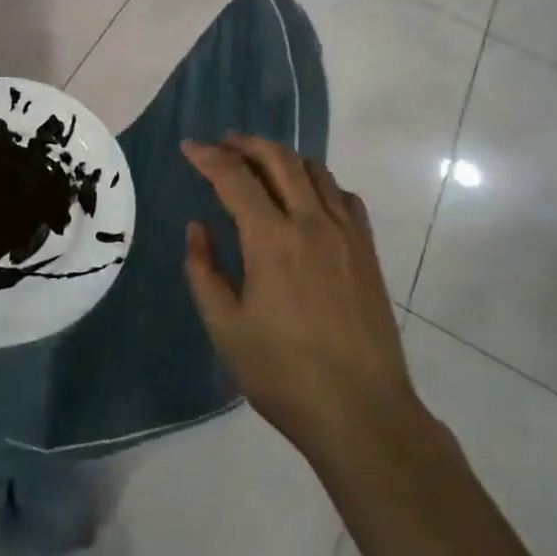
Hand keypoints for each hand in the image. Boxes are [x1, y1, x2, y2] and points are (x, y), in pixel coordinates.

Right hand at [182, 136, 421, 472]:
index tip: (189, 147)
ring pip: (315, 170)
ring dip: (283, 157)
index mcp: (271, 240)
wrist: (362, 412)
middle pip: (279, 158)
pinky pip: (344, 197)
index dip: (208, 156)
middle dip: (246, 143)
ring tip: (261, 164)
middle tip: (223, 144)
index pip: (235, 177)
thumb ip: (204, 271)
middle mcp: (311, 223)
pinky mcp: (367, 251)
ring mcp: (346, 234)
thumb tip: (197, 228)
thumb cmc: (284, 375)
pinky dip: (320, 183)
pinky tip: (308, 199)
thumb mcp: (225, 328)